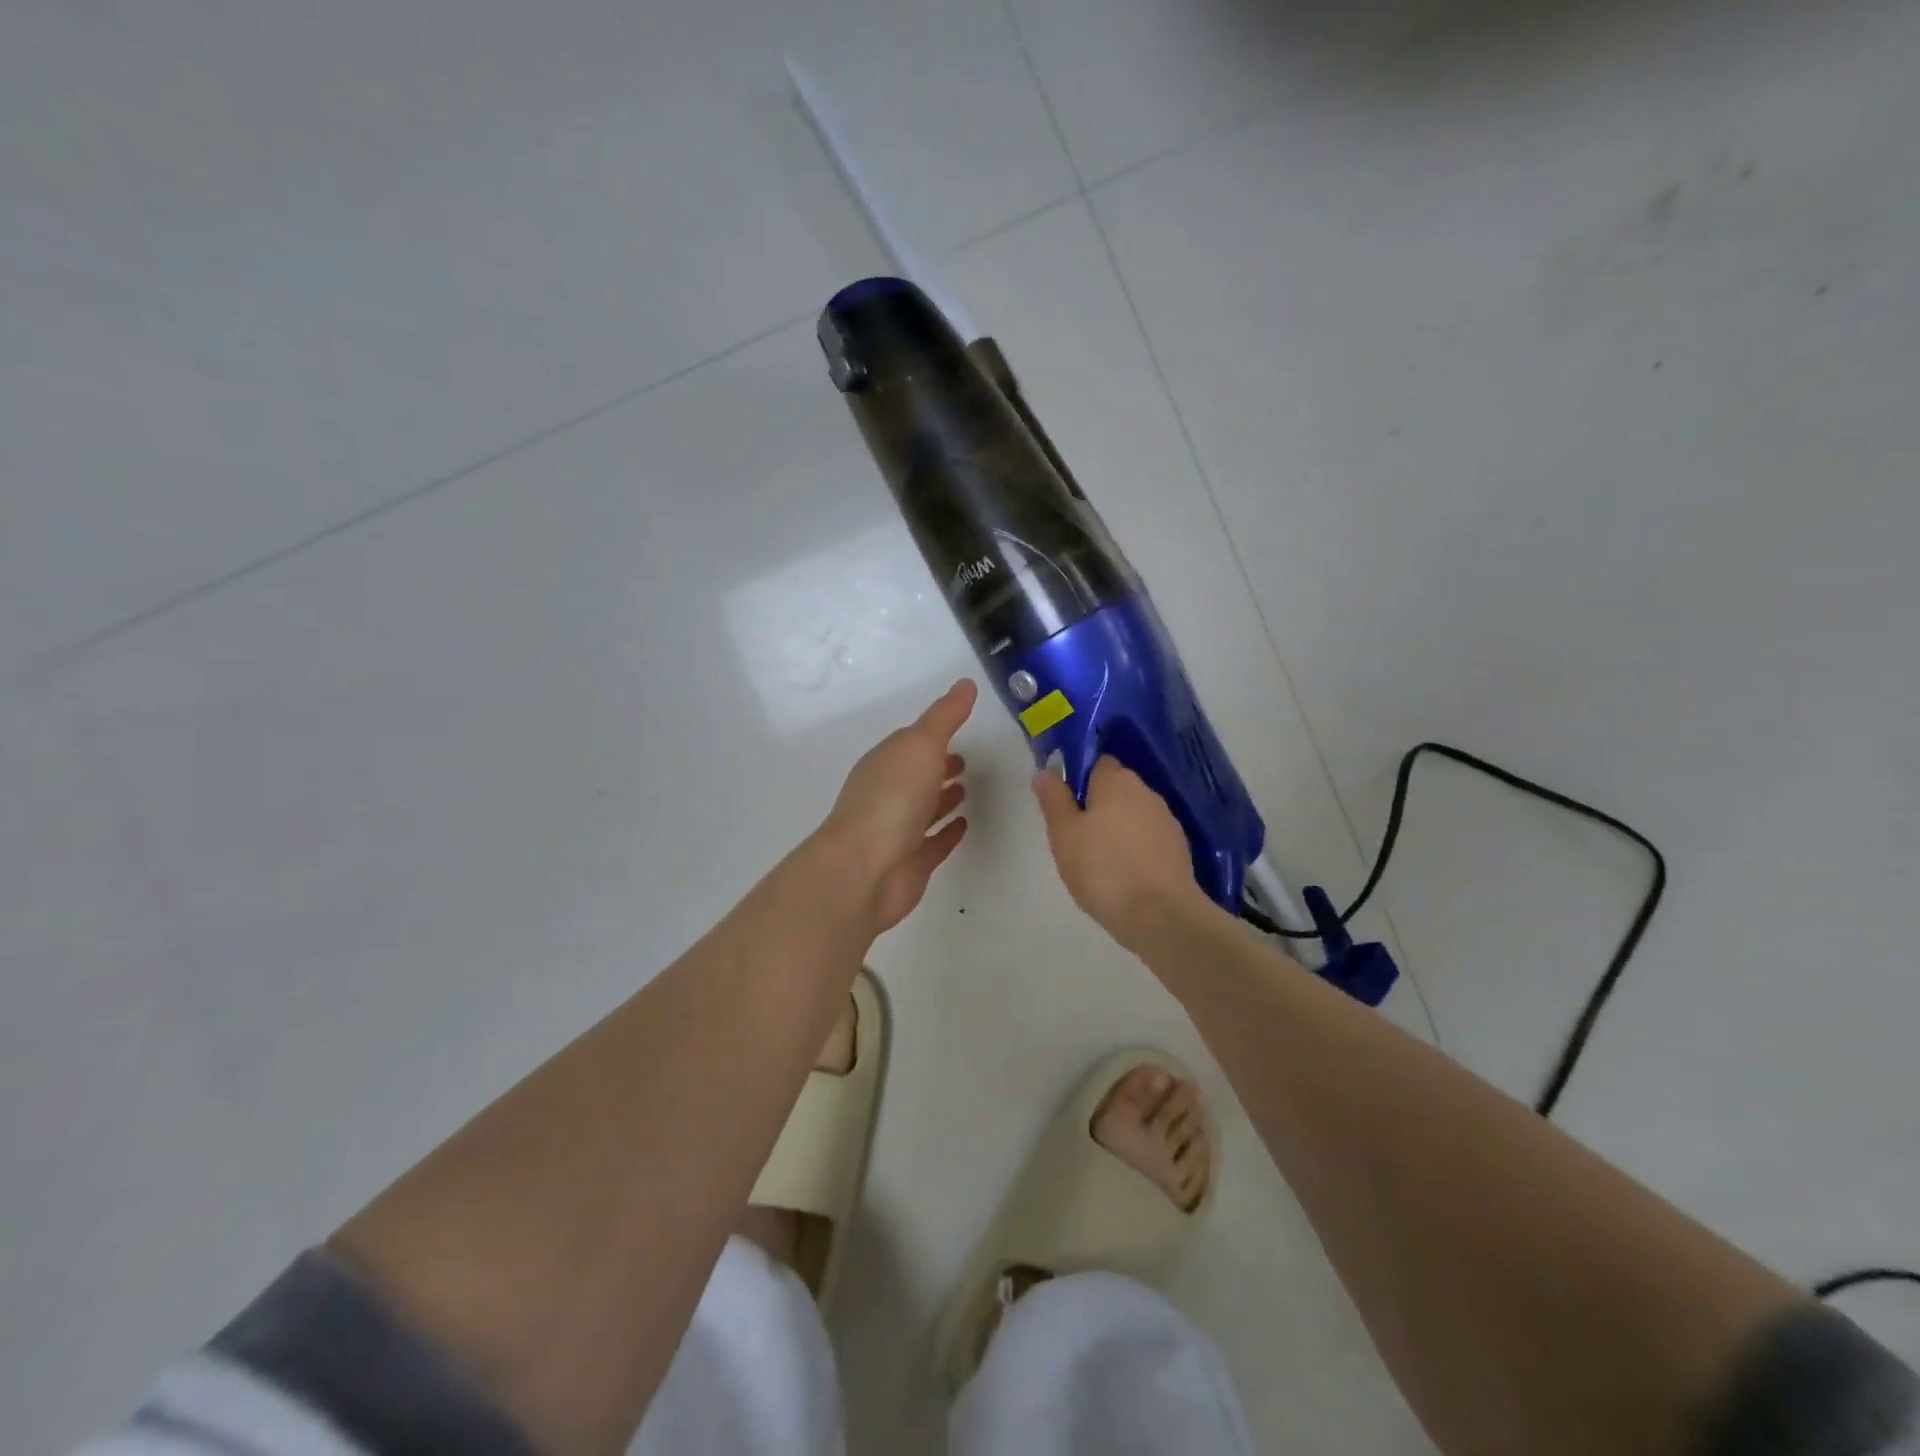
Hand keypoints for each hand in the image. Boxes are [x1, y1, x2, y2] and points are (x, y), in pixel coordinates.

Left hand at [820, 679, 976, 933]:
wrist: (866, 870)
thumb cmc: (892, 799)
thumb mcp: (921, 745)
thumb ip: (945, 717)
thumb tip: (966, 683)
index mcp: (884, 763)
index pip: (909, 744)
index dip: (932, 736)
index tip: (960, 729)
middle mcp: (887, 794)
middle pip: (915, 776)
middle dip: (938, 766)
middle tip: (966, 760)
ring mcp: (897, 831)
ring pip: (923, 809)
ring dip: (942, 798)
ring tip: (968, 789)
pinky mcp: (910, 863)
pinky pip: (933, 842)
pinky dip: (947, 832)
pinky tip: (965, 825)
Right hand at [1032, 756, 1213, 951]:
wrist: (1160, 916)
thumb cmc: (1102, 869)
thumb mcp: (1063, 834)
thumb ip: (1054, 799)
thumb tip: (1045, 771)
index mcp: (1117, 781)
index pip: (1097, 763)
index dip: (1079, 779)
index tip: (1065, 805)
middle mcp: (1146, 792)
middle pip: (1116, 789)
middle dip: (1098, 806)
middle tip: (1076, 837)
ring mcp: (1167, 820)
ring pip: (1133, 815)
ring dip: (1118, 828)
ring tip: (1099, 861)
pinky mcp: (1179, 849)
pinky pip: (1149, 839)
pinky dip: (1136, 849)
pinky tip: (1124, 875)